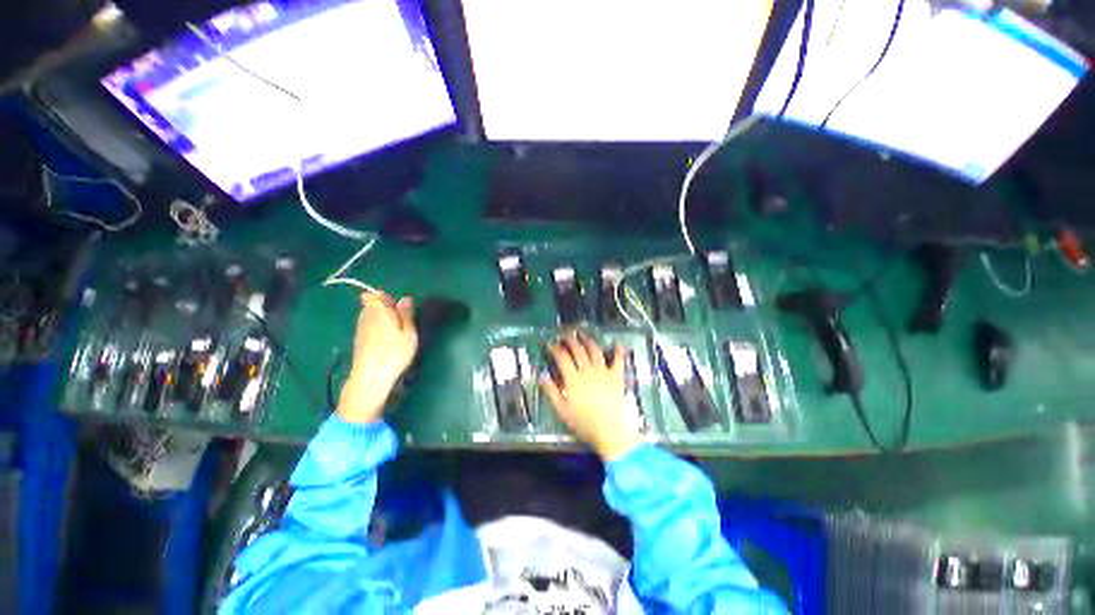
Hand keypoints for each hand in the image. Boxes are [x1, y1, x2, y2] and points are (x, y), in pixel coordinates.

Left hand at [337, 292, 417, 423]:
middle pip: (371, 305)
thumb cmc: (394, 353)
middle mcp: (365, 318)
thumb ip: (406, 314)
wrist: (371, 378)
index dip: (384, 297)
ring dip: (381, 320)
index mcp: (377, 312)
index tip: (397, 307)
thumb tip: (405, 298)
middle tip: (401, 321)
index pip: (372, 295)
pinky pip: (368, 328)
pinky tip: (387, 343)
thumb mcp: (409, 332)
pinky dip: (377, 330)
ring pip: (369, 317)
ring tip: (396, 333)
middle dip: (384, 308)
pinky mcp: (359, 342)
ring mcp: (360, 331)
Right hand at [541, 332, 641, 460]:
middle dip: (570, 339)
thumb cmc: (584, 423)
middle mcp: (587, 371)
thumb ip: (551, 392)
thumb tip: (542, 376)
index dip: (555, 348)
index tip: (550, 344)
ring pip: (594, 351)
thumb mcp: (562, 410)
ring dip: (588, 340)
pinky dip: (618, 351)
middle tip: (565, 334)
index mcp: (573, 379)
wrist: (611, 430)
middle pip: (577, 350)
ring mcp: (603, 372)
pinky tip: (617, 343)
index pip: (562, 358)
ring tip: (583, 334)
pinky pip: (618, 360)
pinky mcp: (616, 376)